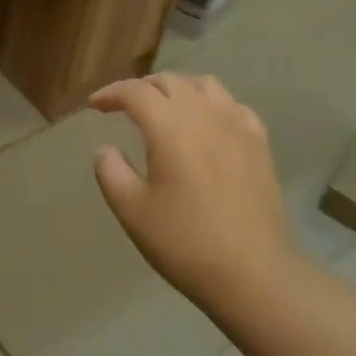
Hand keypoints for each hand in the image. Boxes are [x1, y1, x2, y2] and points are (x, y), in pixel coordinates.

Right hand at [89, 73, 298, 312]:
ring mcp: (237, 126)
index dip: (111, 93)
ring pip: (205, 85)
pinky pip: (234, 106)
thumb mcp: (131, 210)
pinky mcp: (260, 144)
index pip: (135, 91)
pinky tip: (209, 124)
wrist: (253, 273)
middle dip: (143, 88)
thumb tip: (107, 149)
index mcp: (169, 126)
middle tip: (125, 106)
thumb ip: (111, 171)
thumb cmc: (185, 241)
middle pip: (170, 82)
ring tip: (167, 108)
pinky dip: (213, 105)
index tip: (95, 105)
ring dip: (179, 89)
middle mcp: (204, 114)